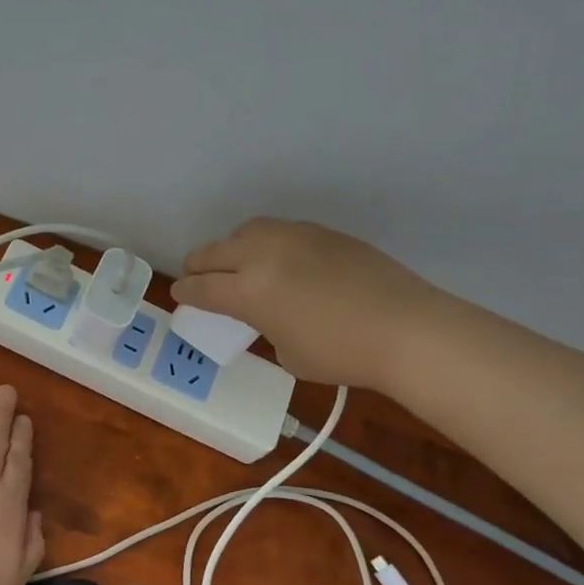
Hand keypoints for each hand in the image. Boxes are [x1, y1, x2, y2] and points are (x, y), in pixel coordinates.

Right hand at [170, 218, 436, 387]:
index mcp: (249, 291)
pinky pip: (279, 231)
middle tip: (196, 276)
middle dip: (198, 266)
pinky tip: (277, 259)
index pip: (202, 288)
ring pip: (246, 231)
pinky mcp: (322, 232)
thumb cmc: (341, 353)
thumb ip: (266, 327)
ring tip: (236, 261)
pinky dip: (265, 242)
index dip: (186, 293)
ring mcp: (294, 237)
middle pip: (214, 252)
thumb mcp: (288, 354)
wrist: (404, 328)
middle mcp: (263, 255)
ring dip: (231, 247)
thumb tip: (269, 314)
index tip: (179, 294)